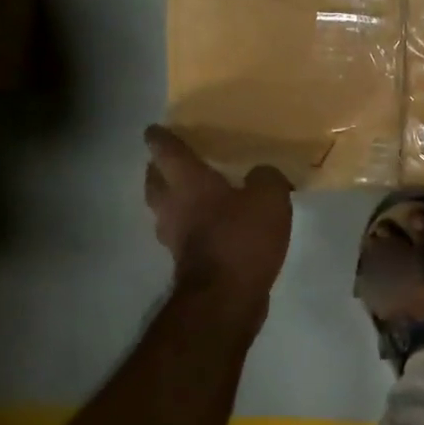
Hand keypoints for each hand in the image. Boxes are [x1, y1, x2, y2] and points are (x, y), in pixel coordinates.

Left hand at [145, 126, 292, 311]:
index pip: (165, 149)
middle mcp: (171, 204)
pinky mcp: (185, 261)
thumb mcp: (269, 198)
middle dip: (158, 168)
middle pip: (154, 179)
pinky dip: (190, 226)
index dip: (160, 136)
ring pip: (164, 208)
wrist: (226, 296)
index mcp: (187, 181)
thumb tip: (263, 173)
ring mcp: (173, 236)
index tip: (156, 128)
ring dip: (171, 198)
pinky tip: (211, 227)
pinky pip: (182, 233)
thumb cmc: (242, 238)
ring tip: (191, 194)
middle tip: (172, 161)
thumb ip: (267, 177)